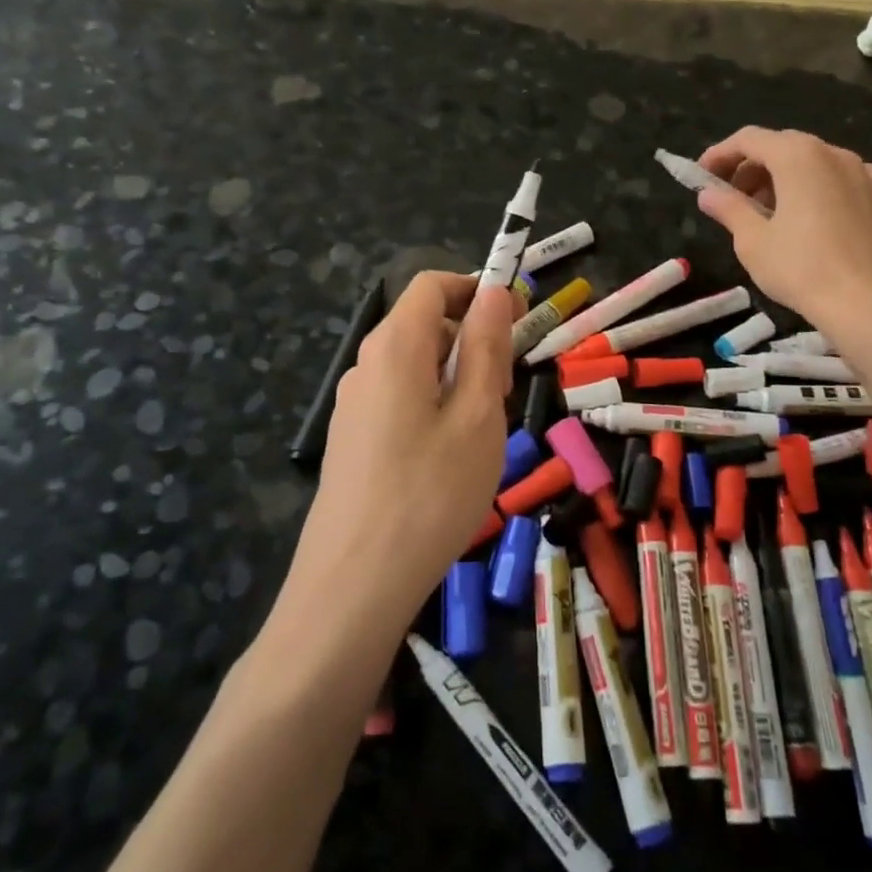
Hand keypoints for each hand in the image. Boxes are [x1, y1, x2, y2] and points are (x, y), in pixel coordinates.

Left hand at [280, 272, 516, 644]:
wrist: (353, 585)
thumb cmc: (431, 493)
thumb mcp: (477, 415)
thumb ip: (486, 347)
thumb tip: (494, 292)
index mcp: (394, 347)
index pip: (433, 286)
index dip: (478, 290)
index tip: (519, 320)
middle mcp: (365, 365)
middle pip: (424, 325)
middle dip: (472, 340)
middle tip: (505, 392)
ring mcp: (353, 405)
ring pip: (414, 366)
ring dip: (456, 377)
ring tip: (483, 430)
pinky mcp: (352, 439)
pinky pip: (399, 399)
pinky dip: (433, 405)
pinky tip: (449, 457)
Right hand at [696, 126, 871, 331]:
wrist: (866, 304)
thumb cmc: (800, 268)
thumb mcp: (752, 240)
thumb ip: (728, 208)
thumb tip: (708, 194)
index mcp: (798, 156)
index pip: (749, 139)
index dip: (720, 154)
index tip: (701, 176)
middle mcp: (832, 153)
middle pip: (781, 146)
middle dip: (750, 167)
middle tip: (730, 197)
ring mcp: (861, 172)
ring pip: (810, 161)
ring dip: (780, 178)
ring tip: (764, 212)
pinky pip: (835, 178)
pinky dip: (812, 187)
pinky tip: (805, 216)